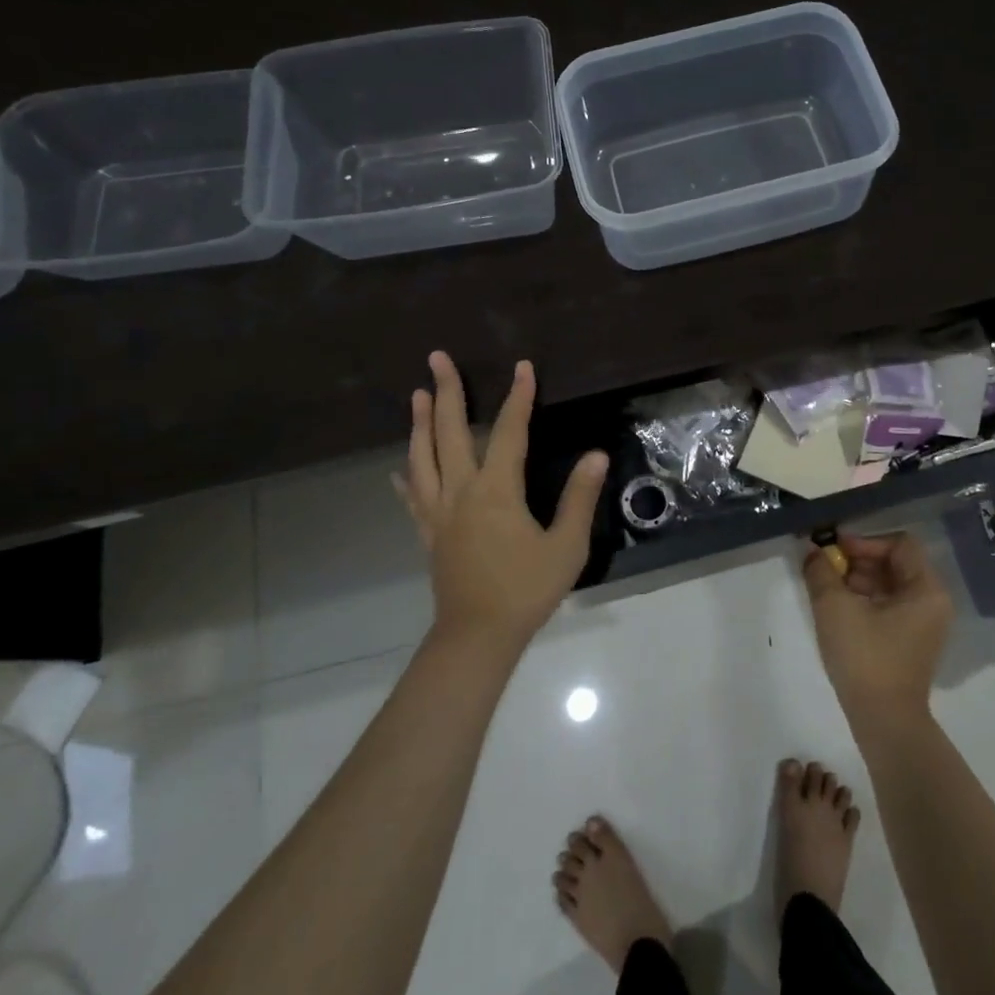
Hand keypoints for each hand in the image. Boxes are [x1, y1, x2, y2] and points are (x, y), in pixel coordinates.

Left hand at [394, 351, 608, 648]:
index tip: (523, 366)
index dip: (518, 397)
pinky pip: (413, 497)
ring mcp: (439, 513)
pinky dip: (407, 477)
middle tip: (436, 358)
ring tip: (417, 395)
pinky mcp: (430, 534)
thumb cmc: (526, 590)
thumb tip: (596, 455)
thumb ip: (579, 498)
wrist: (478, 636)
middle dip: (446, 392)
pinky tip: (399, 469)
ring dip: (420, 424)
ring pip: (423, 458)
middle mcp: (461, 492)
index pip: (509, 431)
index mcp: (496, 490)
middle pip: (450, 432)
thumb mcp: (566, 546)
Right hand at [801, 532, 952, 720]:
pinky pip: (887, 606)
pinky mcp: (908, 641)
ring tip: (825, 587)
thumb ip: (821, 571)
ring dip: (857, 580)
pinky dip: (863, 600)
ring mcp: (922, 624)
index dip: (865, 542)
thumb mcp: (835, 607)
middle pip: (894, 563)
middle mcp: (932, 602)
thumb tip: (812, 550)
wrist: (883, 722)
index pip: (899, 544)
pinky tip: (836, 608)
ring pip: (888, 585)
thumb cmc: (865, 658)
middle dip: (857, 561)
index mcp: (926, 589)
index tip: (834, 551)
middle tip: (825, 567)